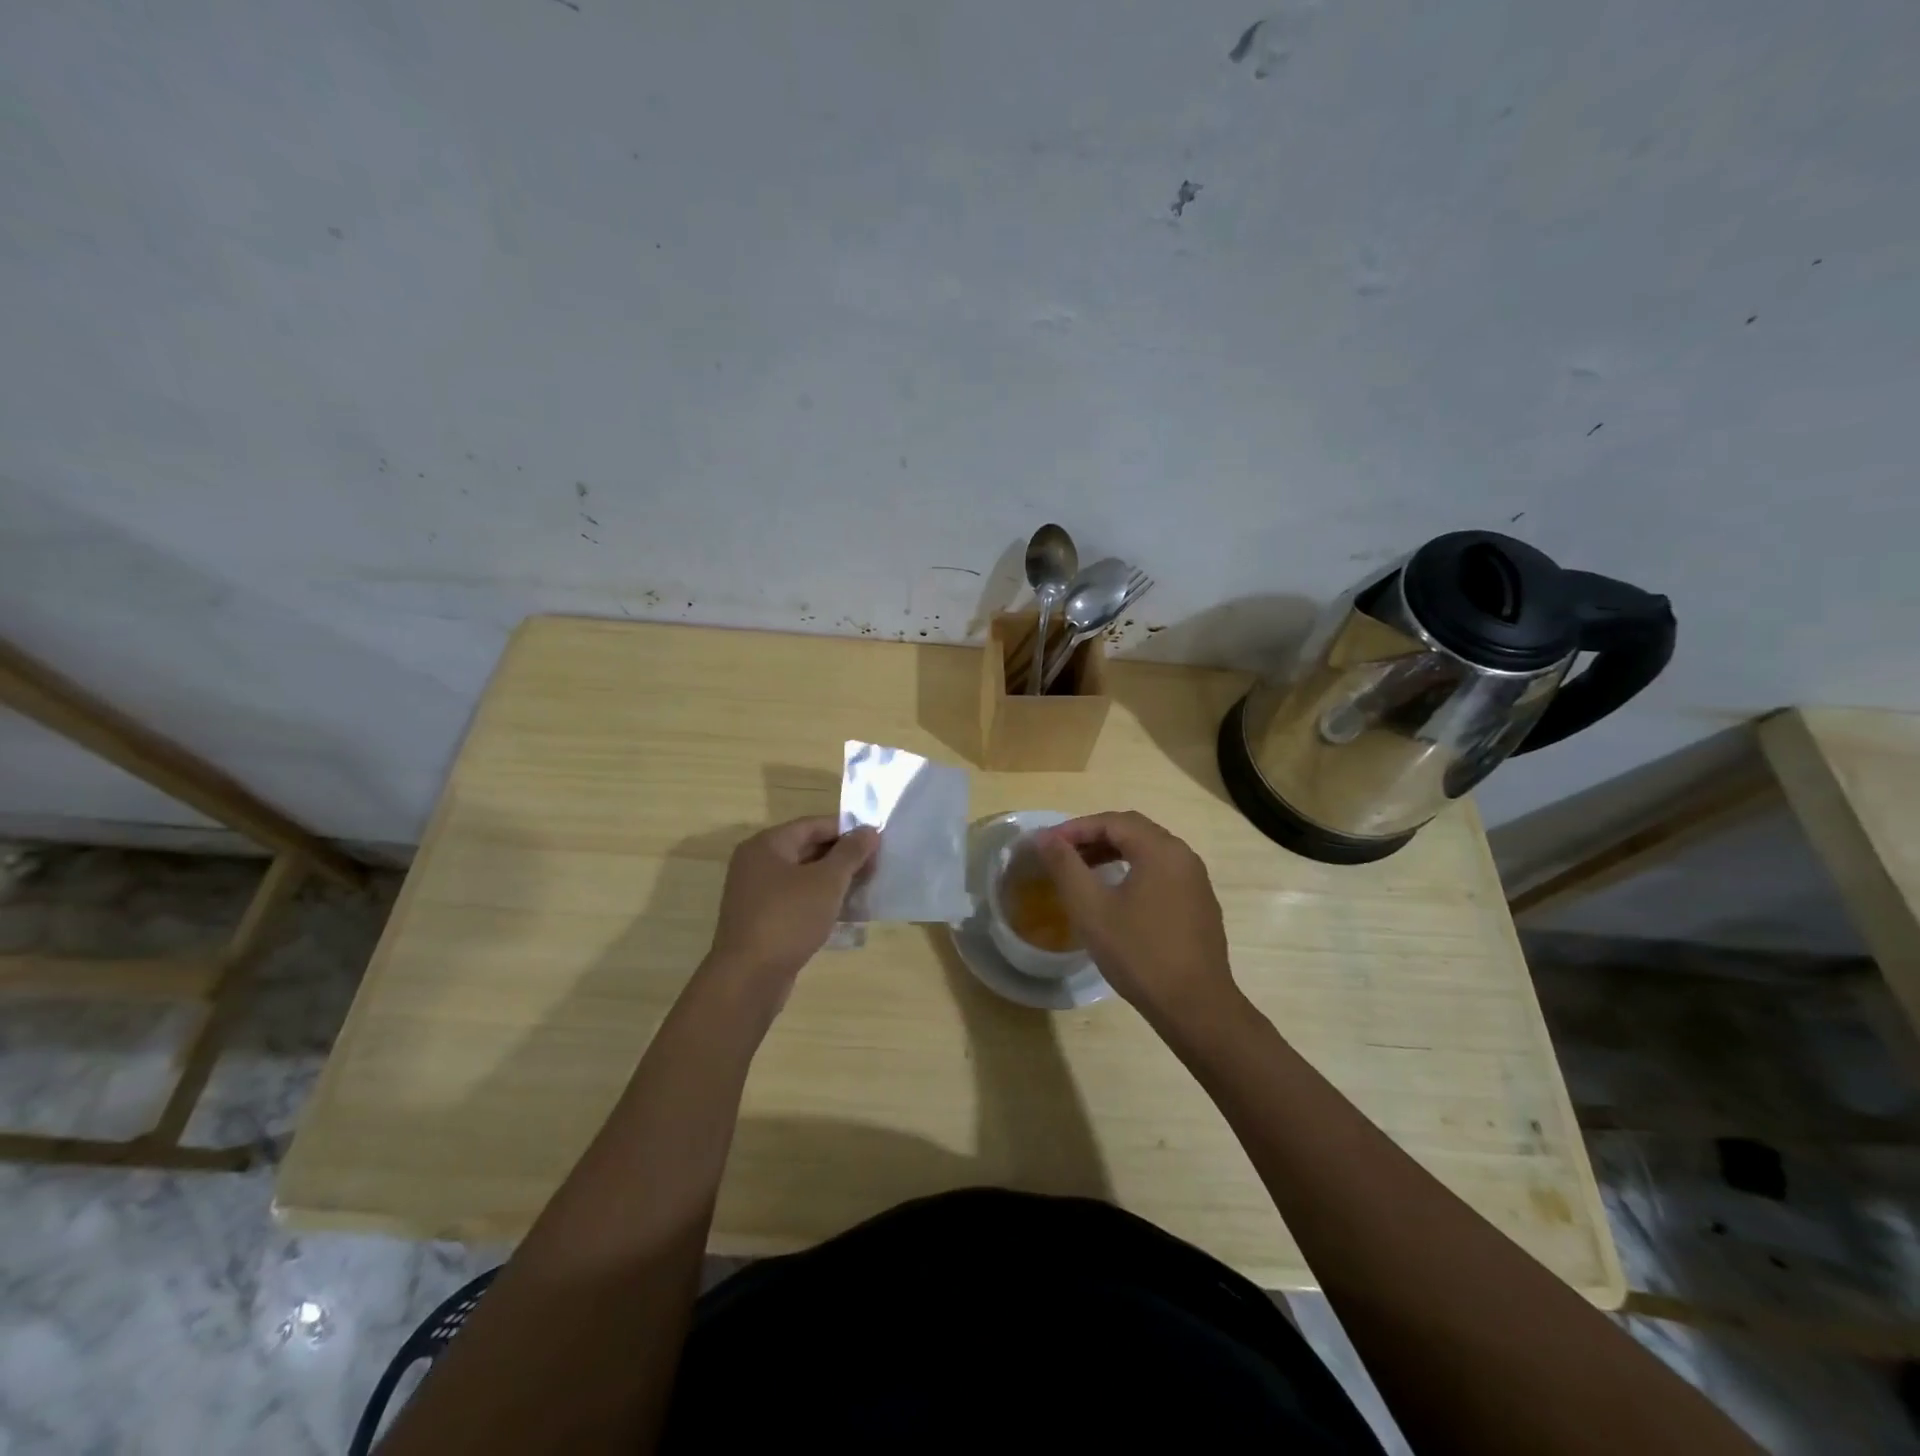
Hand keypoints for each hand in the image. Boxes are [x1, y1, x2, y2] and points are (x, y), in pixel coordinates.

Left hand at [703, 816, 878, 999]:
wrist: (749, 978)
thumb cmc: (789, 919)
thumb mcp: (827, 881)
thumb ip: (850, 852)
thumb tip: (869, 830)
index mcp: (767, 845)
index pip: (813, 825)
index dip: (847, 830)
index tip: (876, 841)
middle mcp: (756, 864)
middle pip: (807, 849)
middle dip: (842, 857)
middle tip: (875, 867)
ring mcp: (756, 894)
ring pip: (803, 877)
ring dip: (834, 881)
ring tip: (865, 888)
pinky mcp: (761, 920)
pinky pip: (796, 900)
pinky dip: (820, 901)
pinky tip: (845, 913)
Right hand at [1034, 811, 1236, 1025]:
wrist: (1195, 1007)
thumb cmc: (1139, 953)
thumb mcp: (1091, 908)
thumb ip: (1065, 867)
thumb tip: (1045, 838)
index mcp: (1161, 850)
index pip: (1113, 821)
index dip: (1076, 828)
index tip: (1047, 845)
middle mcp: (1184, 856)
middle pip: (1133, 831)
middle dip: (1093, 837)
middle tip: (1062, 854)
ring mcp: (1196, 881)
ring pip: (1148, 852)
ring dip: (1113, 854)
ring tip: (1082, 872)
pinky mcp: (1199, 905)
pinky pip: (1161, 873)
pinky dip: (1133, 871)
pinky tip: (1115, 897)